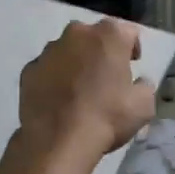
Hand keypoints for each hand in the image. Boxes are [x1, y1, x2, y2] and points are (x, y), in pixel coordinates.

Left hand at [16, 19, 155, 171]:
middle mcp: (78, 32)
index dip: (132, 49)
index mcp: (110, 34)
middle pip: (95, 36)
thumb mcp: (143, 105)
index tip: (132, 65)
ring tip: (79, 90)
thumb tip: (139, 82)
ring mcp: (50, 50)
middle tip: (106, 77)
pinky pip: (48, 68)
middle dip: (101, 51)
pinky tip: (59, 100)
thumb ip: (145, 86)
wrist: (58, 141)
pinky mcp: (29, 69)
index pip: (128, 32)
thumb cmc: (107, 117)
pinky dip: (54, 78)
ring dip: (76, 62)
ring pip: (68, 50)